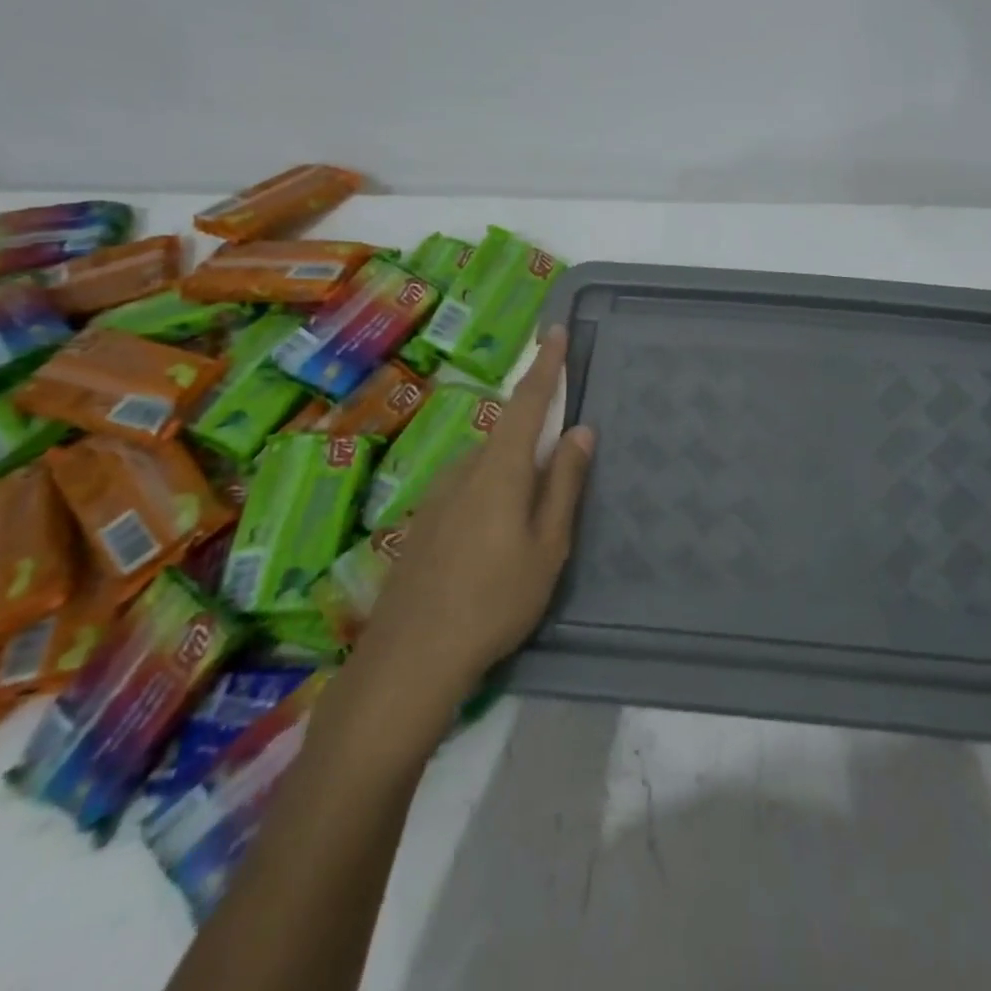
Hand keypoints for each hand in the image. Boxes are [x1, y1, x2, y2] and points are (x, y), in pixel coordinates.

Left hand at [349, 327, 594, 711]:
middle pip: (506, 437)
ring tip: (525, 531)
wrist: (410, 659)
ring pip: (486, 468)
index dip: (545, 366)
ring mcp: (437, 496)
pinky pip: (466, 491)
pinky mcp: (422, 523)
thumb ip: (564, 483)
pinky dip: (488, 498)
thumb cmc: (495, 601)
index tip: (556, 332)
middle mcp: (464, 470)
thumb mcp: (548, 546)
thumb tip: (580, 430)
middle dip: (533, 443)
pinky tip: (490, 547)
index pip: (527, 403)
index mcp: (500, 470)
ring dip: (511, 478)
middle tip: (556, 483)